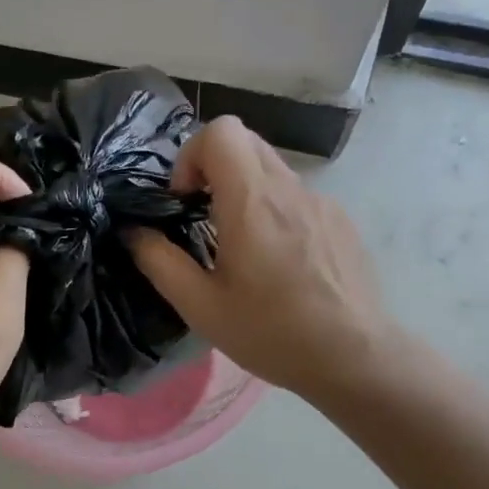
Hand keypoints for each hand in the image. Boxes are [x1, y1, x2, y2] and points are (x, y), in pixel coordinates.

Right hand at [128, 116, 392, 403]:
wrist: (354, 357)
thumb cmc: (271, 333)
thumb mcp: (201, 307)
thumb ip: (160, 262)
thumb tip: (134, 232)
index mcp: (252, 202)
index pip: (221, 131)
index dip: (192, 156)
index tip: (185, 201)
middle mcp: (290, 189)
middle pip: (246, 141)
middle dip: (214, 169)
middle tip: (204, 219)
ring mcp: (322, 202)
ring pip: (273, 171)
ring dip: (246, 192)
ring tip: (243, 250)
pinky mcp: (342, 222)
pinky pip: (299, 198)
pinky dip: (277, 213)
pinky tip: (282, 266)